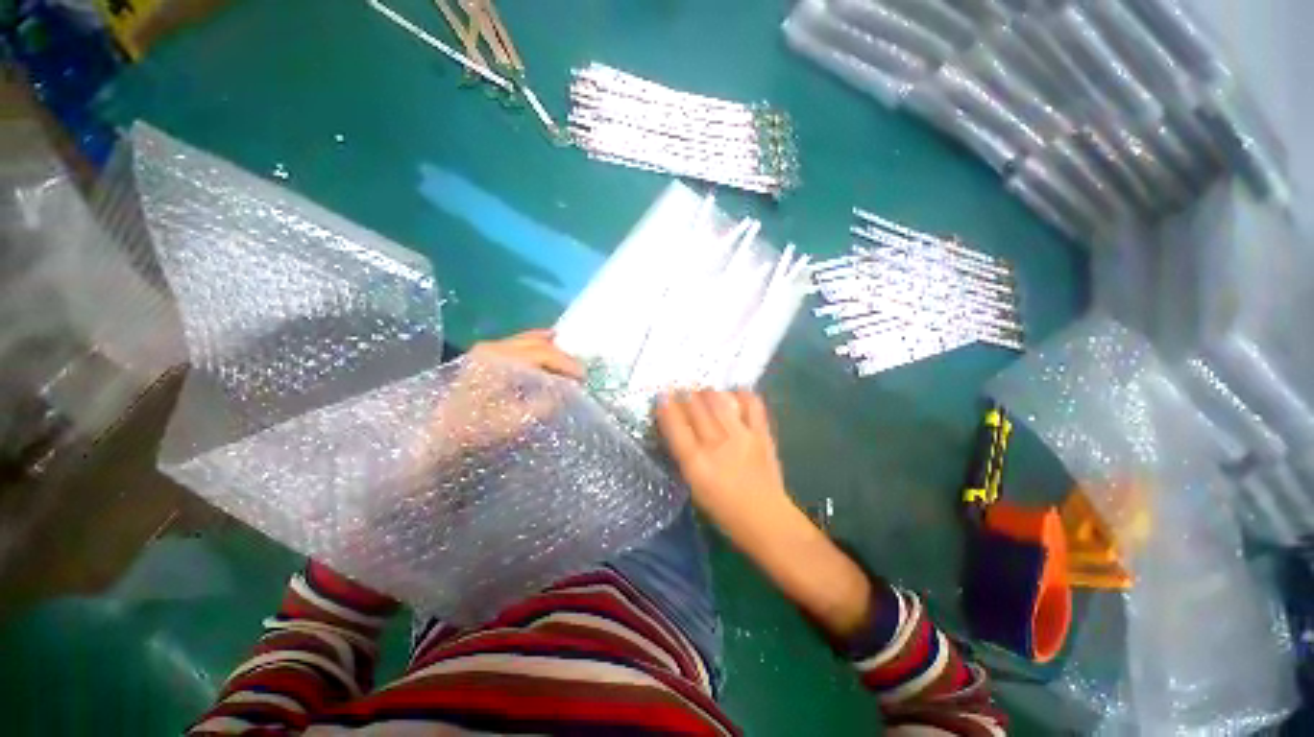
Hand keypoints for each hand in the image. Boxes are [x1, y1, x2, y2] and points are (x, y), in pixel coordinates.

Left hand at [414, 329, 580, 466]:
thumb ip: (544, 404)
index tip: (584, 377)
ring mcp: (487, 350)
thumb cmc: (476, 431)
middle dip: (562, 355)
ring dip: (551, 348)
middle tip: (580, 371)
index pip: (542, 353)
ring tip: (570, 358)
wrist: (439, 438)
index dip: (566, 363)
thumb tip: (566, 391)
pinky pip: (519, 344)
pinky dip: (538, 347)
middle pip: (537, 343)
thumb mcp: (515, 421)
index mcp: (498, 360)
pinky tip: (549, 350)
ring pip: (528, 340)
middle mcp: (493, 348)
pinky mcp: (485, 357)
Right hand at [654, 389, 791, 537]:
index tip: (662, 396)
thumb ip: (685, 454)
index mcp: (696, 462)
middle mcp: (716, 444)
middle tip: (682, 392)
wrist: (765, 519)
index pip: (675, 425)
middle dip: (685, 394)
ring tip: (704, 393)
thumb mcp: (694, 484)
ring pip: (718, 400)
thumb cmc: (723, 508)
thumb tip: (678, 425)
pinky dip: (741, 395)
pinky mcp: (761, 433)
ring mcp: (741, 436)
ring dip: (707, 393)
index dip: (666, 406)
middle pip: (695, 407)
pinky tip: (734, 394)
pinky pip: (751, 404)